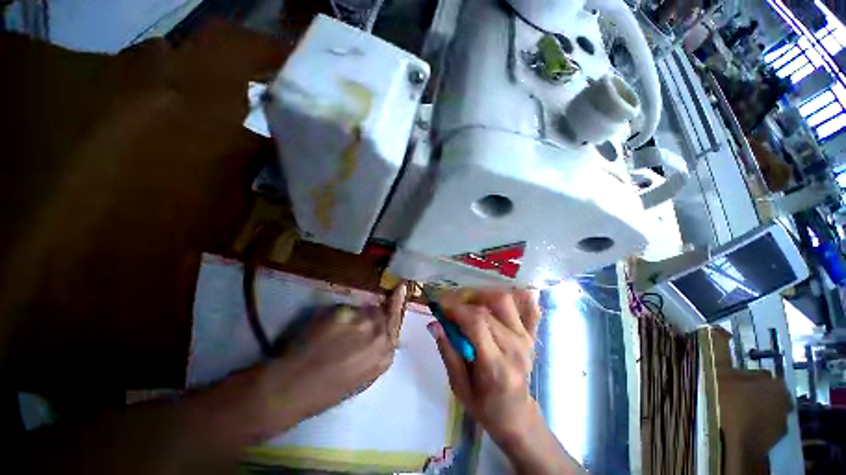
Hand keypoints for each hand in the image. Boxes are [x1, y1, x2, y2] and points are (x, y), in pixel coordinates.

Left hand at [262, 283, 406, 421]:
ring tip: (333, 335)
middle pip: (380, 312)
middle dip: (371, 314)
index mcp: (384, 355)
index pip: (396, 321)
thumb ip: (376, 350)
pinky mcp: (343, 312)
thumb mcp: (362, 376)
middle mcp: (379, 335)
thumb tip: (379, 329)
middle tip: (355, 321)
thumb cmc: (327, 390)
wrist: (294, 388)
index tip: (400, 286)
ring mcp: (361, 322)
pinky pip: (344, 309)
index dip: (397, 303)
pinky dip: (336, 317)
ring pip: (361, 310)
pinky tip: (323, 332)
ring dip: (351, 317)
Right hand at [429, 289, 584, 474]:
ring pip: (504, 300)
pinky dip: (518, 296)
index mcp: (496, 365)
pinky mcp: (531, 335)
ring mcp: (527, 338)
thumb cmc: (484, 406)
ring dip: (482, 296)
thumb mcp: (459, 386)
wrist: (516, 415)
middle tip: (449, 307)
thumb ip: (448, 351)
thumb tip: (434, 323)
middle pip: (487, 309)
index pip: (476, 323)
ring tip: (468, 303)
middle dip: (462, 302)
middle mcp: (515, 347)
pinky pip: (528, 307)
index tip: (439, 307)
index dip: (455, 310)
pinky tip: (506, 292)